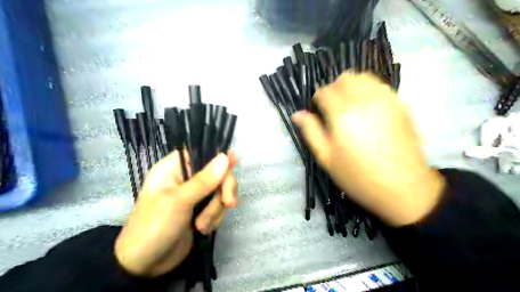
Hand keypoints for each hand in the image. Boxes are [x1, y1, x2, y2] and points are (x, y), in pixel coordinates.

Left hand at [113, 151, 237, 276]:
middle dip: (224, 189)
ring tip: (201, 225)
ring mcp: (195, 195)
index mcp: (173, 169)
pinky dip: (215, 218)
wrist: (146, 266)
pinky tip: (203, 229)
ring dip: (216, 209)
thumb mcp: (179, 202)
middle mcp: (186, 179)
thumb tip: (225, 157)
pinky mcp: (202, 210)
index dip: (218, 156)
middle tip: (229, 202)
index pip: (200, 153)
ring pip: (220, 191)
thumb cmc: (154, 227)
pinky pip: (219, 206)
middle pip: (217, 173)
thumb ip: (204, 180)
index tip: (234, 163)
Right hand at [292, 72, 446, 225]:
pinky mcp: (400, 104)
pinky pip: (379, 85)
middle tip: (332, 110)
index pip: (323, 91)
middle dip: (333, 90)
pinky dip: (367, 89)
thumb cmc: (358, 176)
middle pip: (342, 79)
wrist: (403, 188)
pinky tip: (366, 107)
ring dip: (350, 87)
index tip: (319, 113)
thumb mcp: (326, 158)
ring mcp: (385, 99)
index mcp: (342, 114)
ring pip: (362, 77)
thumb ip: (311, 132)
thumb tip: (297, 114)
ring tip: (349, 106)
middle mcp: (363, 100)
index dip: (317, 100)